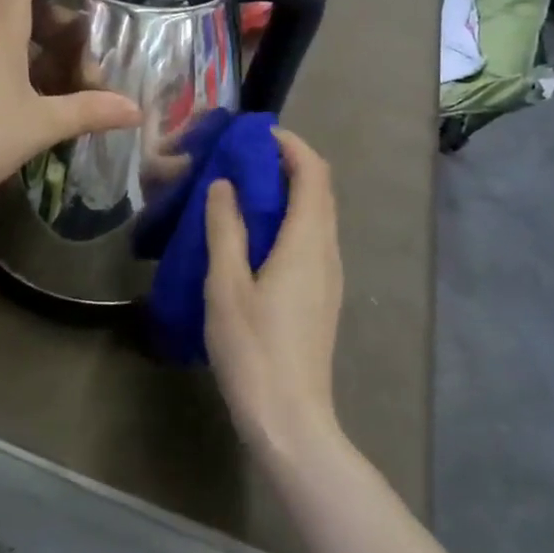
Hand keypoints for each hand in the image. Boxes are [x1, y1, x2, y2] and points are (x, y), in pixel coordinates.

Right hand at [203, 129, 343, 457]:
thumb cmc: (253, 349)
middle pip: (319, 191)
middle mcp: (327, 252)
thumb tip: (224, 184)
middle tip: (240, 159)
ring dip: (286, 192)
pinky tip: (252, 236)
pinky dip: (287, 220)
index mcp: (308, 242)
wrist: (289, 418)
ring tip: (240, 190)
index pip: (313, 173)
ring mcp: (328, 276)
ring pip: (316, 216)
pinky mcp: (321, 296)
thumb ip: (225, 229)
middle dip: (286, 164)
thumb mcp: (226, 285)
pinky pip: (310, 240)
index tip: (255, 134)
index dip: (290, 145)